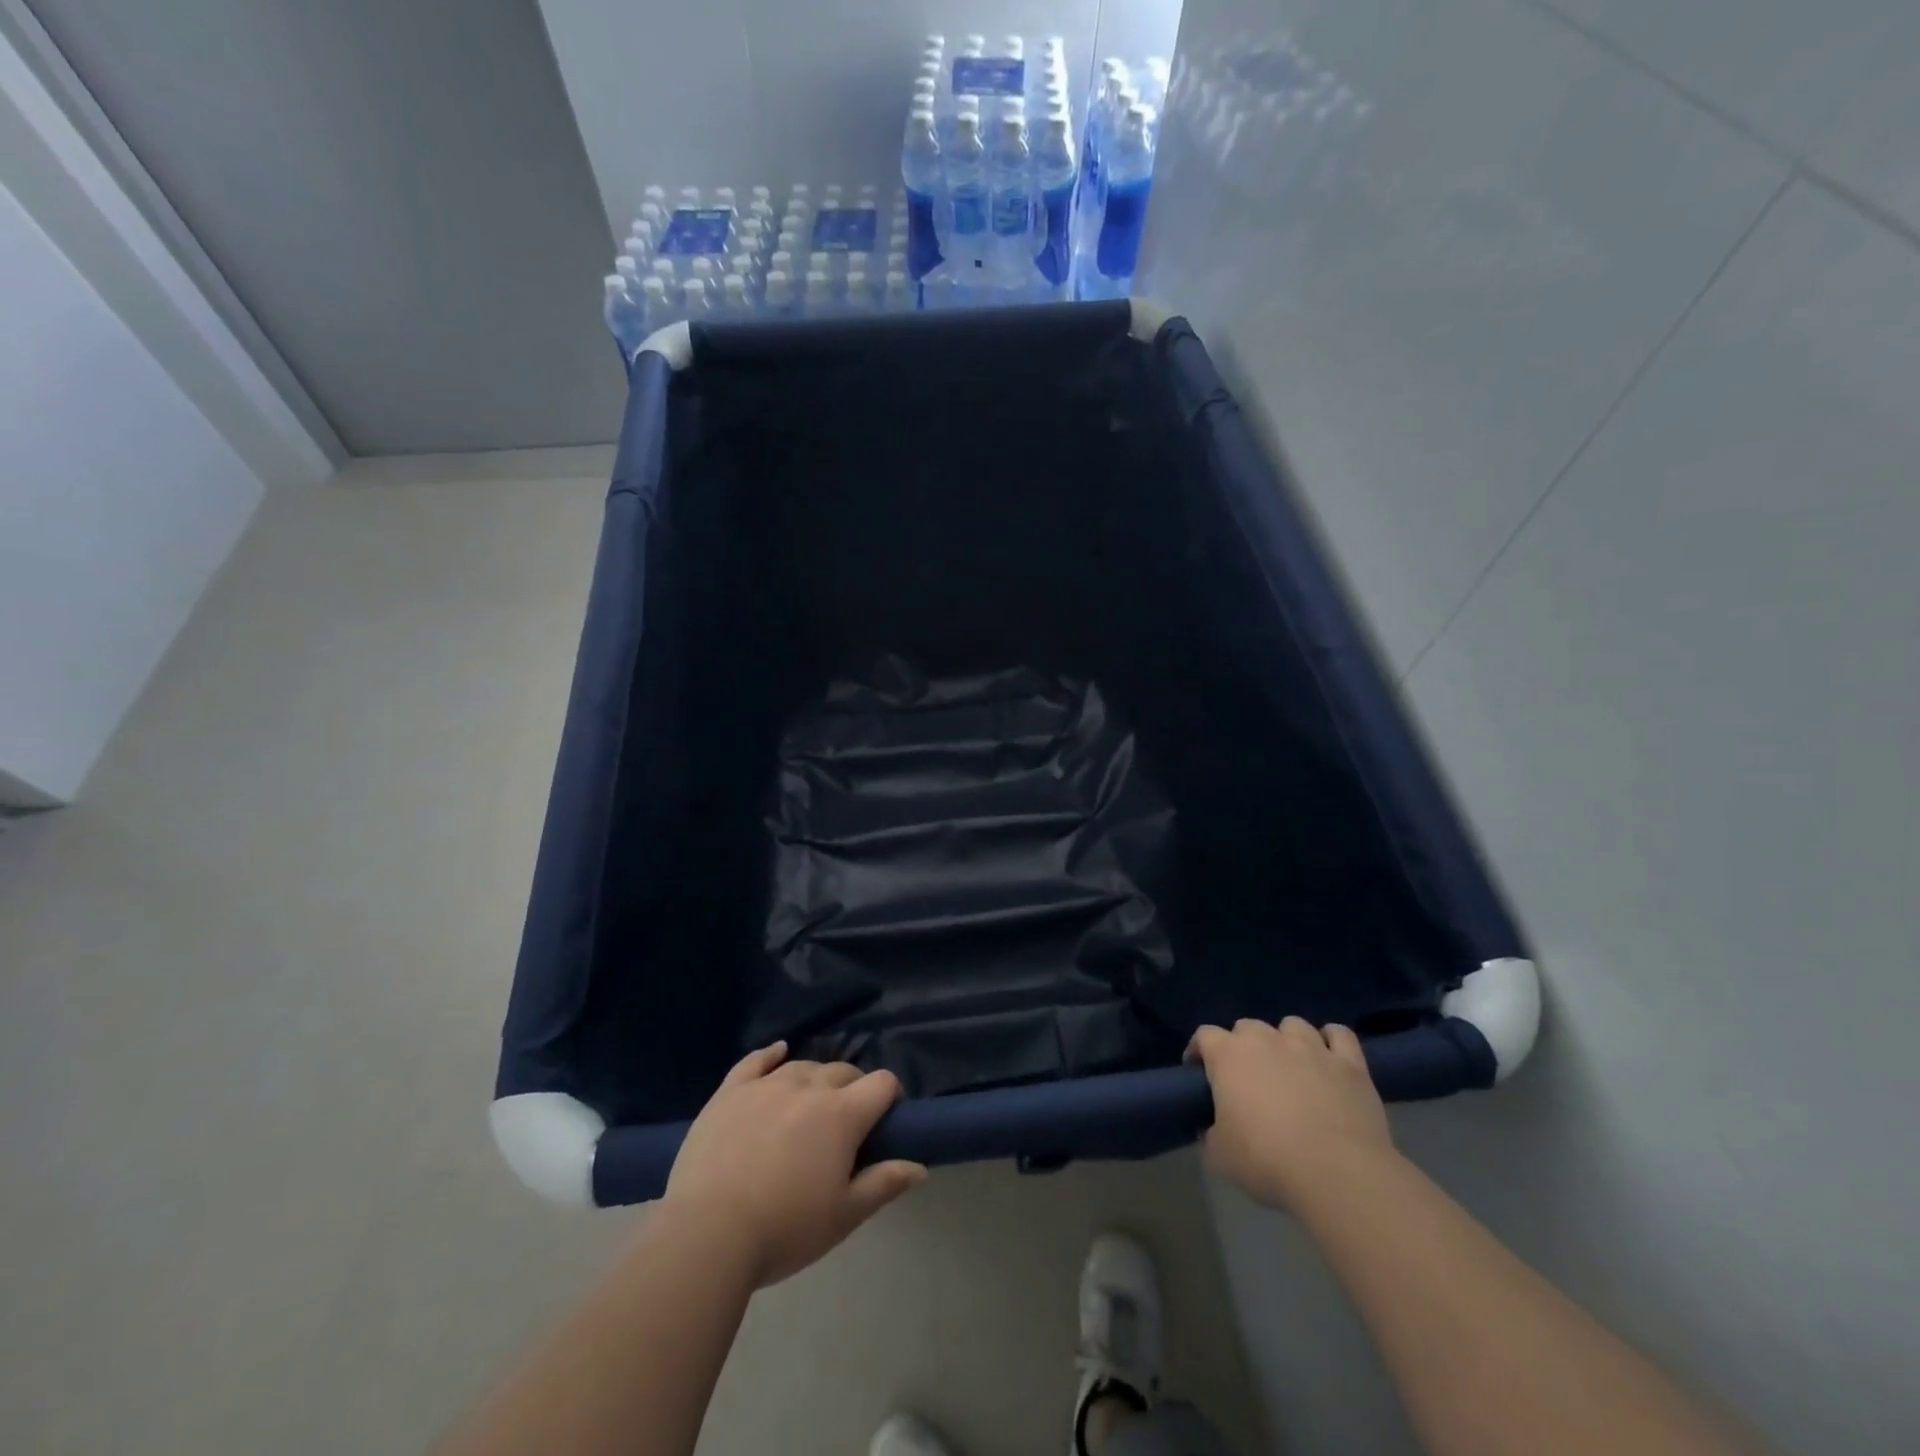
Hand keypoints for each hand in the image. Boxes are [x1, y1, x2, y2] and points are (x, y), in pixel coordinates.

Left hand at [660, 1043, 926, 1286]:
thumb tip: (919, 1165)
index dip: (891, 1096)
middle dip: (854, 1089)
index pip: (882, 1084)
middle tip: (846, 1124)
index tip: (886, 1120)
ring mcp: (766, 1084)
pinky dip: (771, 1054)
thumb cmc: (784, 1229)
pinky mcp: (730, 1091)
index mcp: (842, 1114)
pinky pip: (756, 1061)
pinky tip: (779, 1052)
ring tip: (811, 1104)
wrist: (707, 1235)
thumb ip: (884, 1183)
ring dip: (816, 1079)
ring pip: (803, 1066)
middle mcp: (809, 1086)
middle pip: (844, 1071)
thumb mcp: (844, 1215)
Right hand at [1187, 1017, 1394, 1213]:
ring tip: (1290, 1067)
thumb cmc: (1267, 1161)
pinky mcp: (1349, 1063)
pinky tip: (1329, 1059)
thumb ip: (1211, 1133)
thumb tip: (1212, 1128)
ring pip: (1292, 1025)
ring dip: (1286, 1040)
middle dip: (1243, 1046)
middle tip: (1248, 1078)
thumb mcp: (1220, 1156)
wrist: (1337, 1175)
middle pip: (1247, 1026)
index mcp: (1228, 1055)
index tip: (1200, 1073)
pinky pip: (1339, 1035)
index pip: (1204, 1036)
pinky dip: (1332, 1042)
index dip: (1200, 1052)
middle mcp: (1267, 1039)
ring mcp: (1311, 1047)